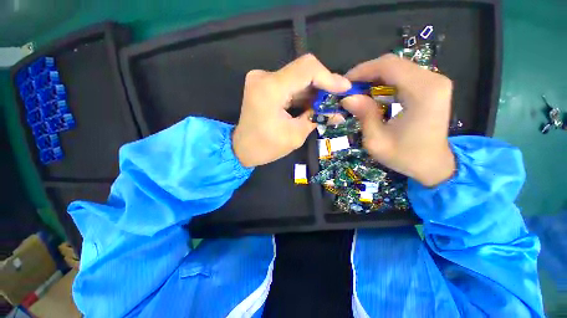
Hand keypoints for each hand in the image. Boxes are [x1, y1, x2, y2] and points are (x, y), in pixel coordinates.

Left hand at [233, 54, 350, 166]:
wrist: (242, 149)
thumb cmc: (266, 147)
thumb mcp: (295, 135)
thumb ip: (316, 117)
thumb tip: (337, 111)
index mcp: (271, 89)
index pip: (307, 68)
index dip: (329, 76)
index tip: (344, 89)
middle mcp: (264, 77)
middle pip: (303, 71)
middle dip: (323, 85)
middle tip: (336, 100)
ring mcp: (262, 79)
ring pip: (297, 78)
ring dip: (313, 91)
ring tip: (327, 105)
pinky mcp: (263, 85)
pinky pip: (289, 85)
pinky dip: (302, 94)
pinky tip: (312, 105)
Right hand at [342, 54, 454, 186]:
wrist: (434, 165)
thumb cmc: (405, 157)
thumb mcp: (376, 141)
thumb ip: (364, 115)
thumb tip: (347, 98)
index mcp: (422, 92)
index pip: (388, 66)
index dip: (362, 70)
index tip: (344, 83)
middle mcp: (433, 80)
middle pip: (393, 64)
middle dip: (366, 74)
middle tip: (349, 90)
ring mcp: (435, 82)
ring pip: (397, 69)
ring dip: (374, 79)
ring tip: (358, 93)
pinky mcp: (432, 87)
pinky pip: (403, 77)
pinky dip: (384, 83)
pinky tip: (373, 95)